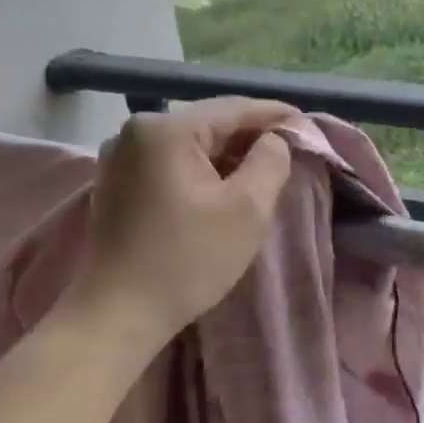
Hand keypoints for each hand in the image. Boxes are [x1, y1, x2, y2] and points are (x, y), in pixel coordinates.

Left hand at [68, 98, 296, 338]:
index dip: (275, 115)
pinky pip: (171, 162)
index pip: (234, 108)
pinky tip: (223, 186)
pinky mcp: (116, 182)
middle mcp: (136, 131)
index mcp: (167, 129)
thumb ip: (271, 161)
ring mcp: (120, 156)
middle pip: (209, 123)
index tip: (306, 124)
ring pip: (190, 144)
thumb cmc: (188, 259)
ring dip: (227, 155)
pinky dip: (201, 169)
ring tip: (262, 169)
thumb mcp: (248, 209)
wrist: (118, 314)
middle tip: (290, 150)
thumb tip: (273, 141)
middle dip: (251, 136)